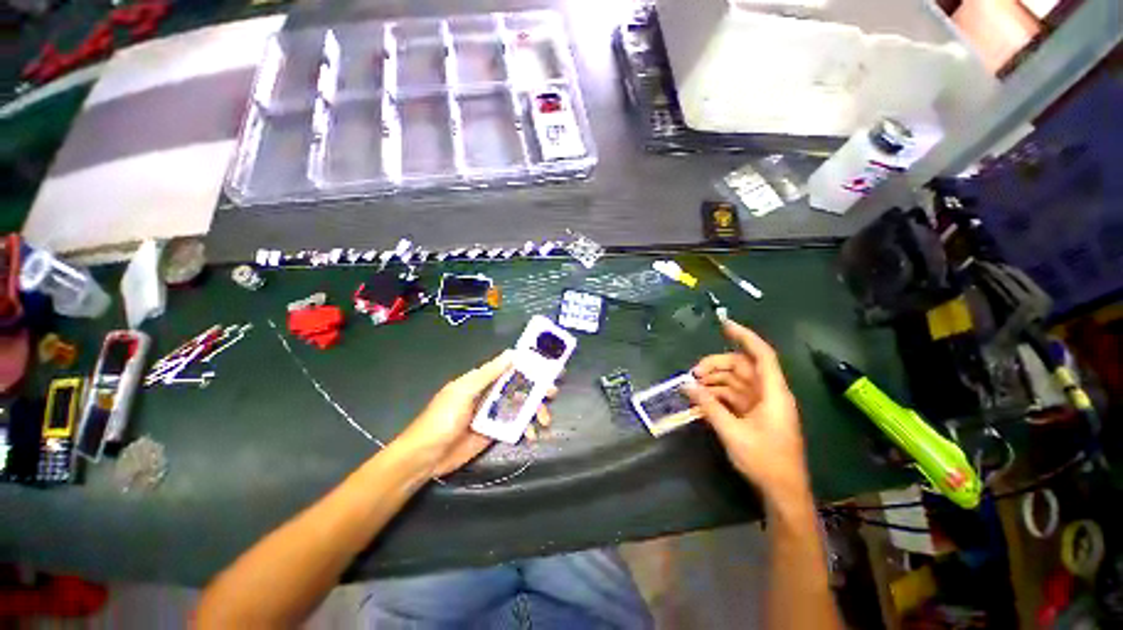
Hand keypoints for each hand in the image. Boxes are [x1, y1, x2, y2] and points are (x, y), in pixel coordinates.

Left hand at [396, 351, 555, 477]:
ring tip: (544, 420)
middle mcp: (492, 394)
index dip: (530, 365)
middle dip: (538, 388)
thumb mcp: (464, 391)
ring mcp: (494, 413)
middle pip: (521, 386)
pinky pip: (516, 426)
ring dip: (536, 411)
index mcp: (484, 380)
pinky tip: (531, 435)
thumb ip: (488, 373)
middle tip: (553, 393)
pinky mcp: (496, 432)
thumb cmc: (442, 418)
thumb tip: (512, 353)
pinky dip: (526, 428)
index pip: (511, 367)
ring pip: (522, 406)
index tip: (549, 366)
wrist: (426, 457)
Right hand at [687, 320, 810, 507]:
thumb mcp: (732, 432)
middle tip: (692, 374)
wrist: (783, 492)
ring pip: (735, 381)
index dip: (745, 336)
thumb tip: (686, 385)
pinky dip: (717, 395)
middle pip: (742, 367)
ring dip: (713, 381)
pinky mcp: (754, 414)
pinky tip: (700, 399)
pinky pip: (733, 396)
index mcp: (773, 393)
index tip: (724, 324)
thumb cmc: (764, 460)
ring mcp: (761, 404)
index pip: (761, 355)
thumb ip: (709, 406)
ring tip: (692, 387)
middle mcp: (768, 393)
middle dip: (716, 365)